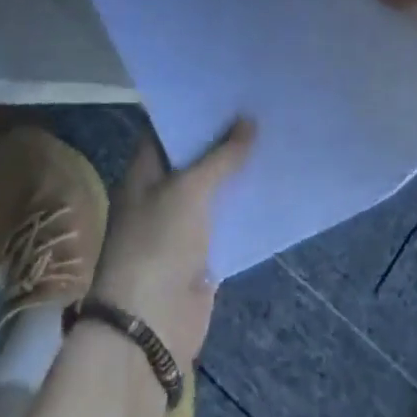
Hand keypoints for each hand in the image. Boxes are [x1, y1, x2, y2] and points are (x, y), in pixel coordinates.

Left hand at [89, 118, 254, 370]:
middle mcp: (160, 194)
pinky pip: (226, 220)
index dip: (194, 109)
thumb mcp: (189, 190)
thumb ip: (221, 156)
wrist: (150, 327)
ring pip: (213, 188)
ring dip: (238, 171)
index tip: (228, 89)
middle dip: (224, 138)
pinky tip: (272, 184)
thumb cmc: (158, 244)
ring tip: (273, 137)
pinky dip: (245, 206)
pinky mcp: (202, 253)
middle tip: (260, 106)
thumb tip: (249, 120)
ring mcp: (181, 225)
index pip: (168, 129)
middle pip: (194, 158)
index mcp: (144, 173)